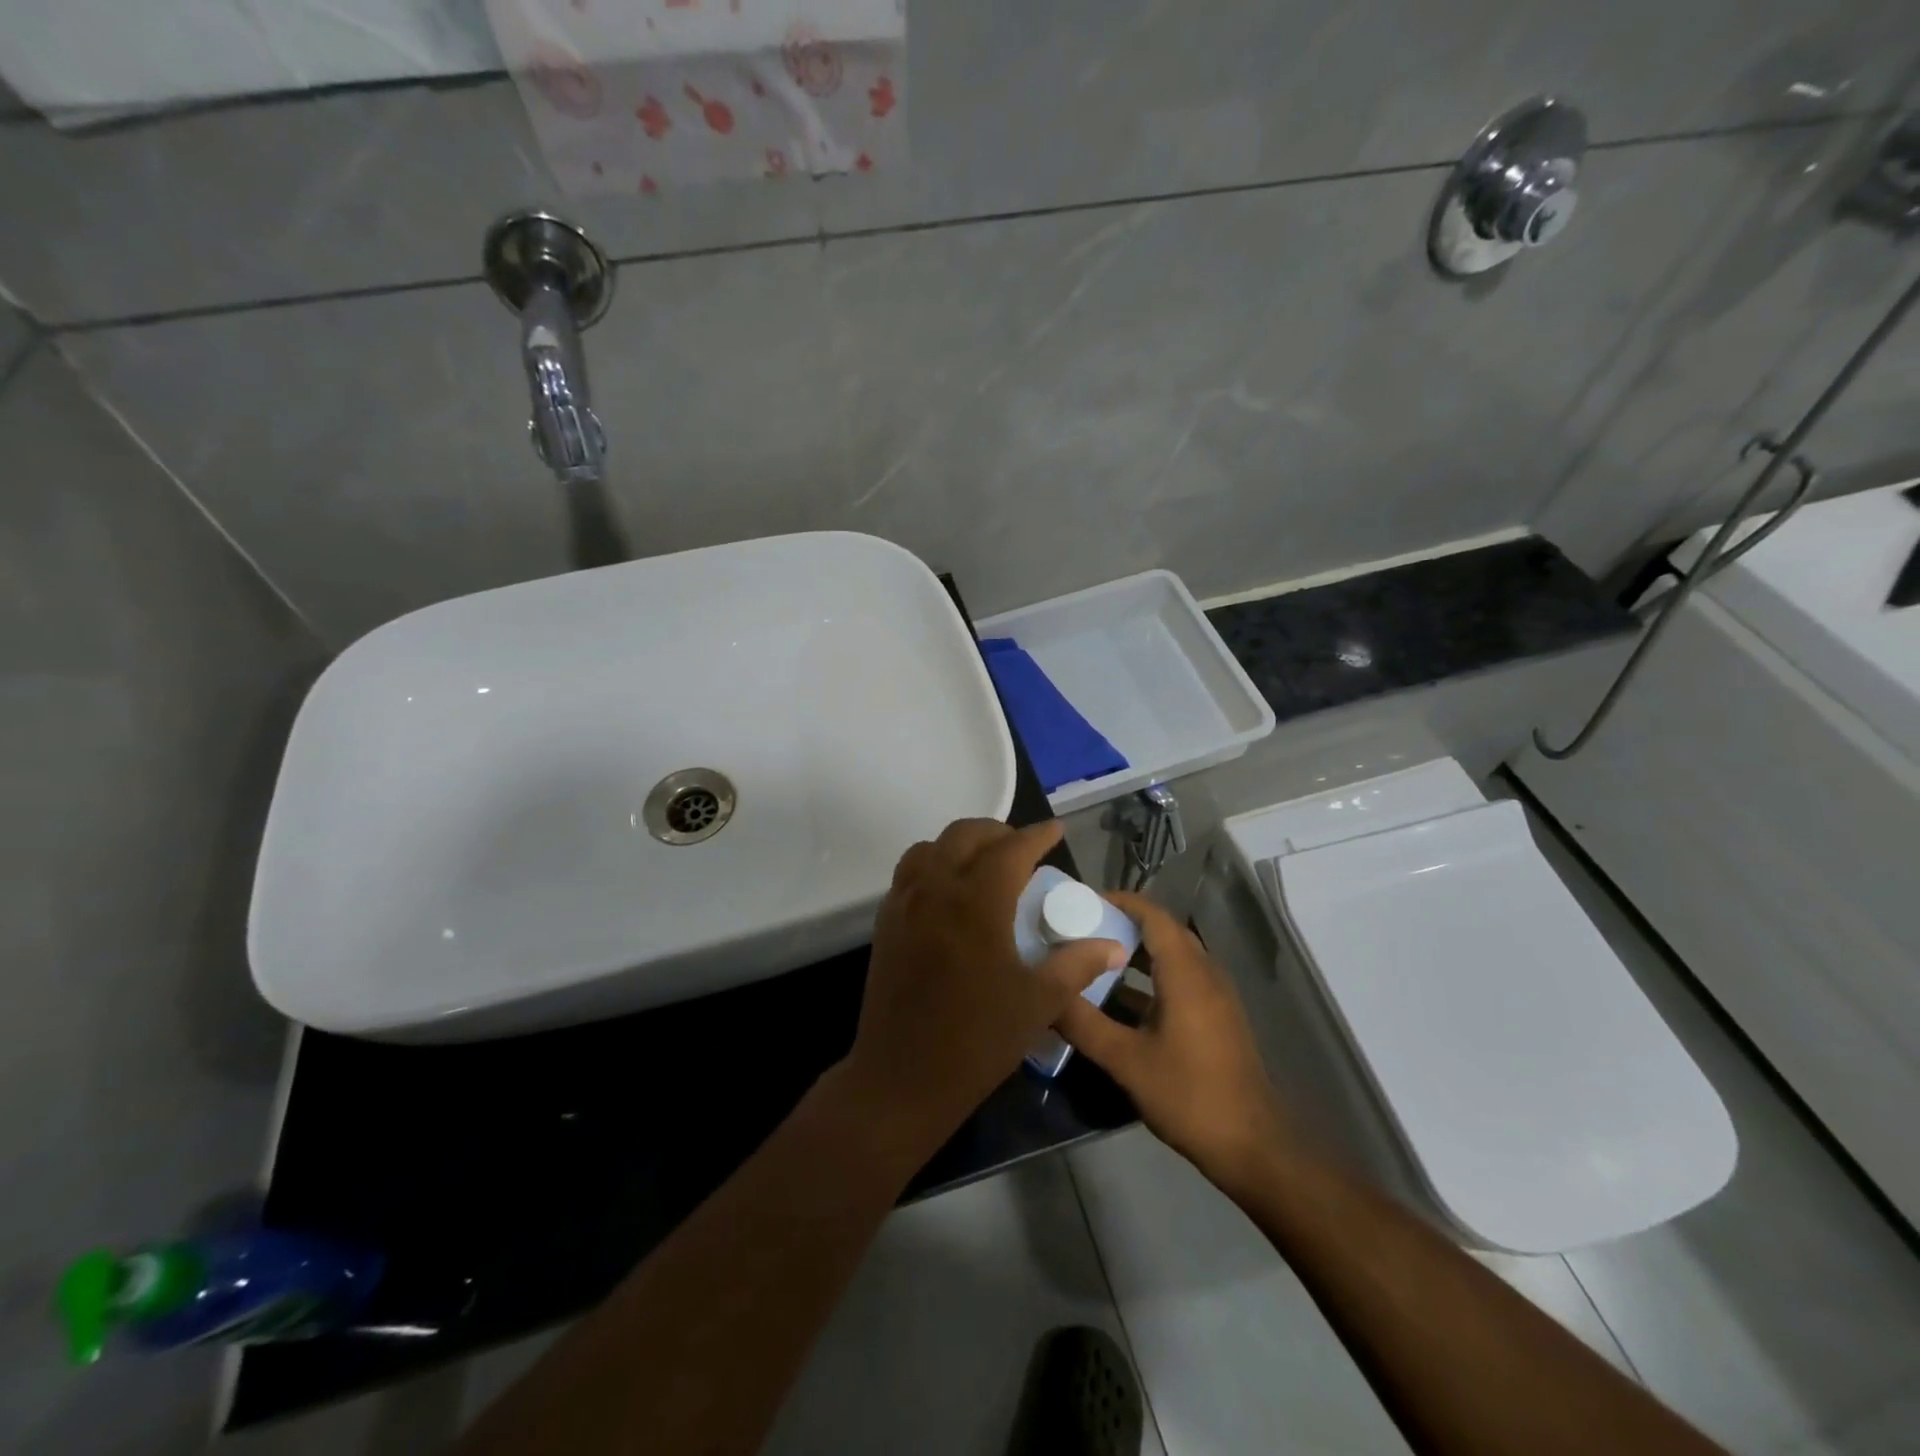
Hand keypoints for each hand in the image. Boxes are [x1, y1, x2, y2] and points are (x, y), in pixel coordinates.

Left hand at [842, 819, 1125, 1154]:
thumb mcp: (1037, 1003)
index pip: (1010, 849)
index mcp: (976, 902)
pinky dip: (934, 864)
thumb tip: (1113, 946)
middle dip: (998, 832)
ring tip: (985, 865)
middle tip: (1023, 850)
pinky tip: (950, 892)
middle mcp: (936, 889)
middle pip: (965, 834)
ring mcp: (904, 902)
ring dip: (961, 844)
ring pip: (931, 847)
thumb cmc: (977, 1040)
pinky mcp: (886, 921)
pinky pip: (909, 872)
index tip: (1056, 830)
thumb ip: (1076, 965)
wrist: (902, 1078)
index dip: (1036, 835)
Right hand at [1056, 892, 1291, 1190]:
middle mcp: (1204, 973)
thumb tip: (1045, 995)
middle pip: (1162, 931)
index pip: (1152, 915)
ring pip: (1172, 957)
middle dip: (1122, 924)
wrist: (1253, 1146)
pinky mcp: (1216, 1018)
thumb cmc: (1189, 1094)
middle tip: (1080, 928)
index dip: (1119, 901)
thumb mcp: (1126, 1060)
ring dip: (1136, 952)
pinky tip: (1120, 1001)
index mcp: (1186, 972)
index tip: (1082, 901)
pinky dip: (1150, 977)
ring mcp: (1215, 996)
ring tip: (1093, 958)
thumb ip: (1083, 1023)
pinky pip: (1180, 980)